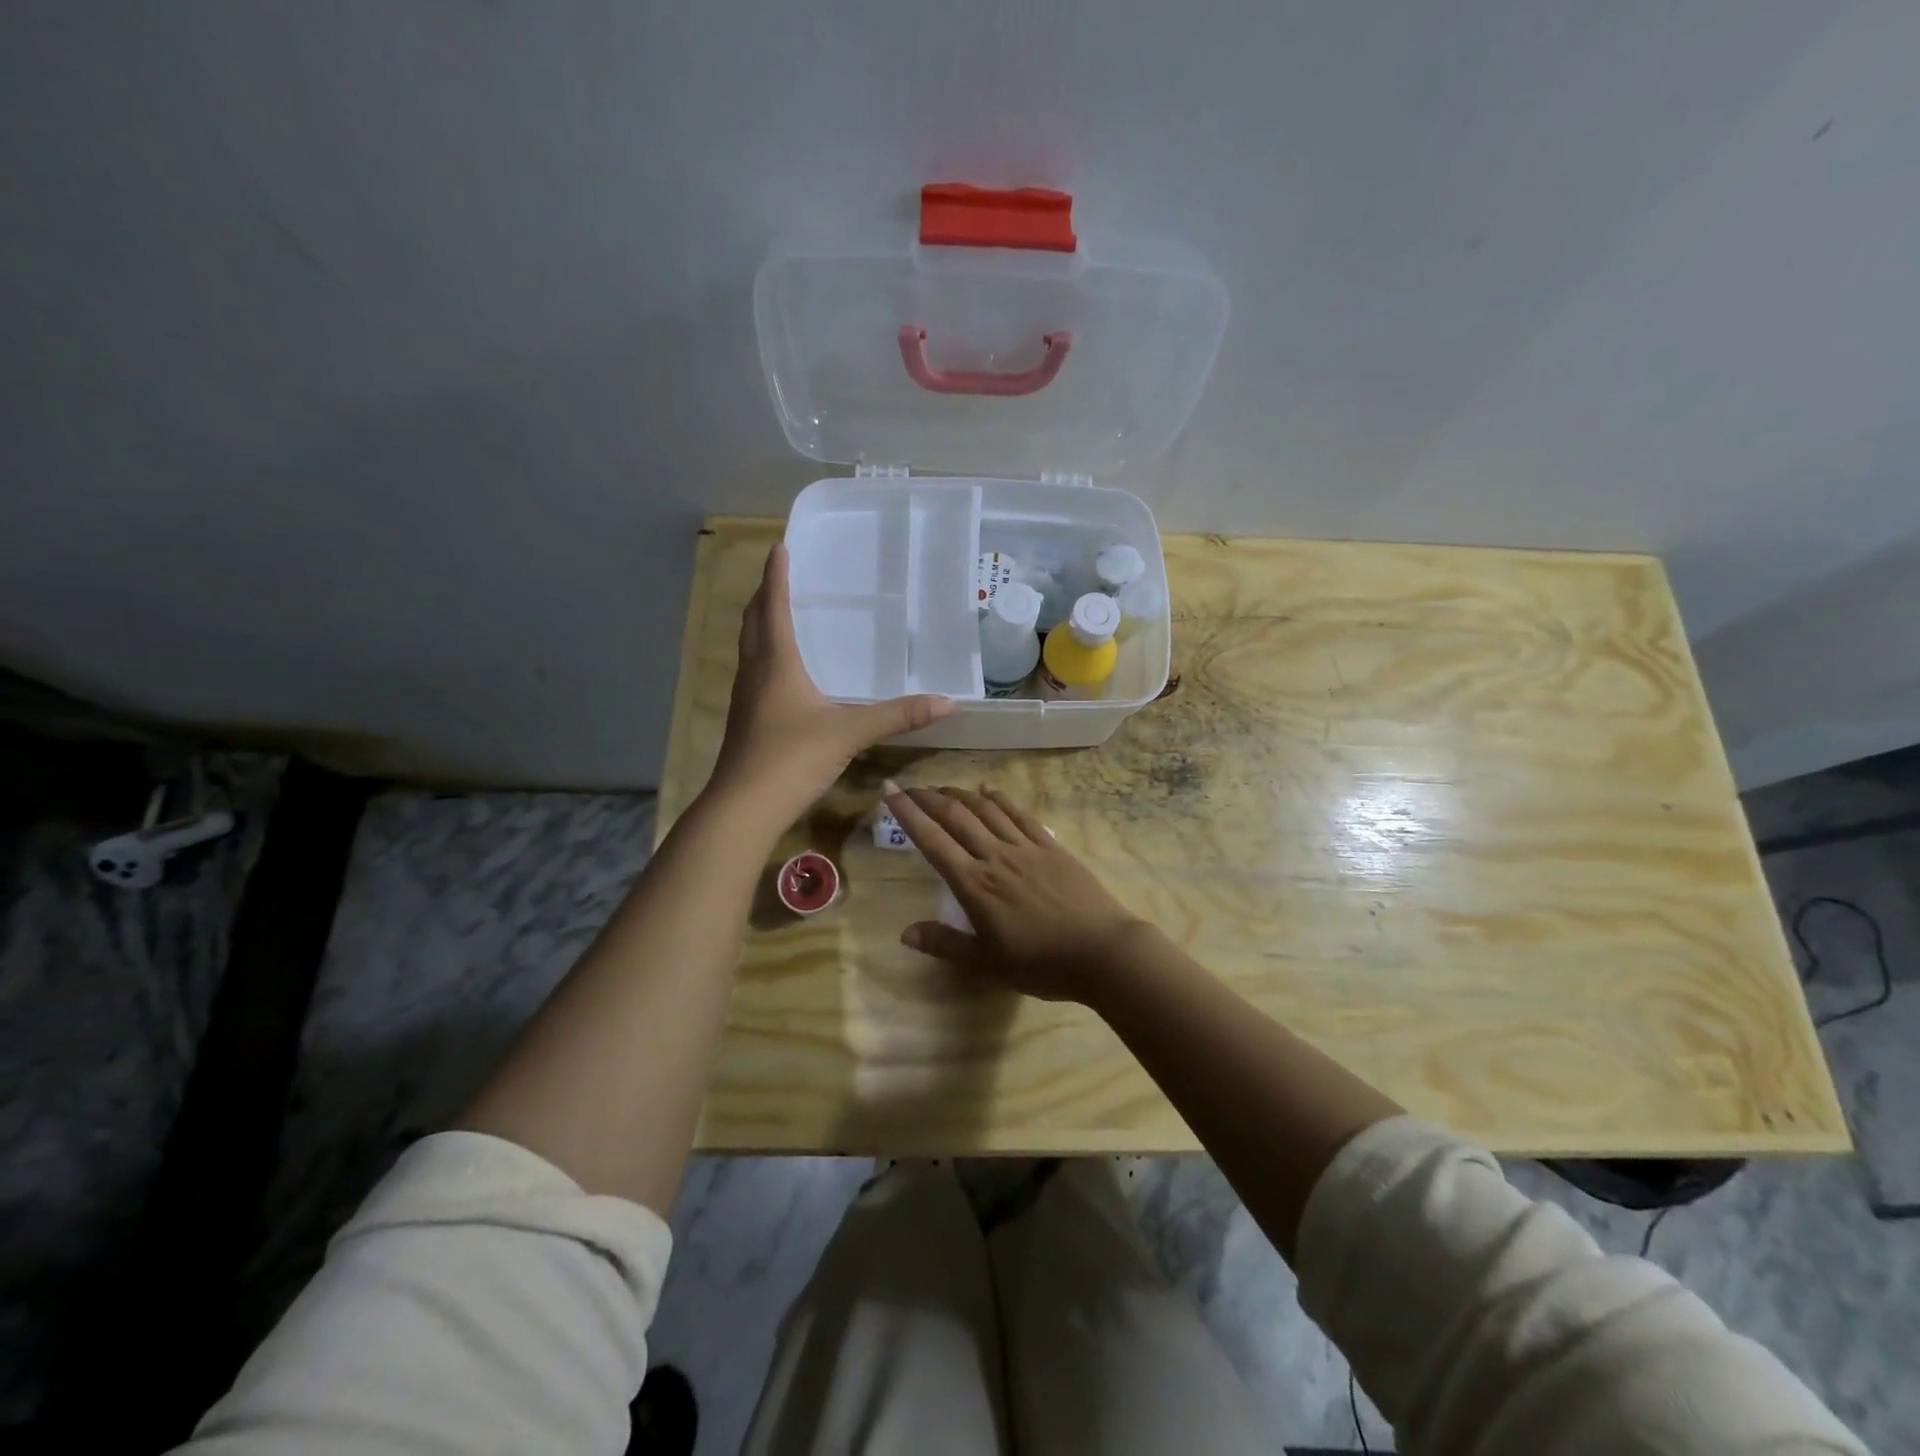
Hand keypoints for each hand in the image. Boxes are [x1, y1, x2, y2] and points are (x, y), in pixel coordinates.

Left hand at [710, 545, 954, 831]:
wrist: (744, 808)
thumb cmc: (792, 759)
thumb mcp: (850, 734)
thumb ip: (898, 716)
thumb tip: (948, 702)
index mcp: (776, 664)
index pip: (774, 607)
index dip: (776, 576)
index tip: (780, 547)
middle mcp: (755, 673)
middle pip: (753, 623)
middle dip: (764, 595)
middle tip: (778, 576)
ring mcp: (745, 699)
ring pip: (749, 649)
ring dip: (760, 625)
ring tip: (777, 614)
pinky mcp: (746, 722)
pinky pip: (754, 674)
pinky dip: (764, 657)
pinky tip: (781, 673)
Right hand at [884, 783, 1147, 1004]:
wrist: (1102, 952)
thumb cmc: (1041, 963)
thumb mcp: (987, 963)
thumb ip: (945, 944)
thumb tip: (905, 932)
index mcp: (975, 884)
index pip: (933, 841)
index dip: (908, 814)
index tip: (890, 792)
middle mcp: (996, 856)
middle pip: (956, 817)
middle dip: (929, 798)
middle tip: (910, 787)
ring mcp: (1026, 847)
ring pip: (986, 810)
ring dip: (960, 794)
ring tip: (942, 788)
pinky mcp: (1051, 846)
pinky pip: (1020, 814)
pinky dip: (1000, 799)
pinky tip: (989, 790)